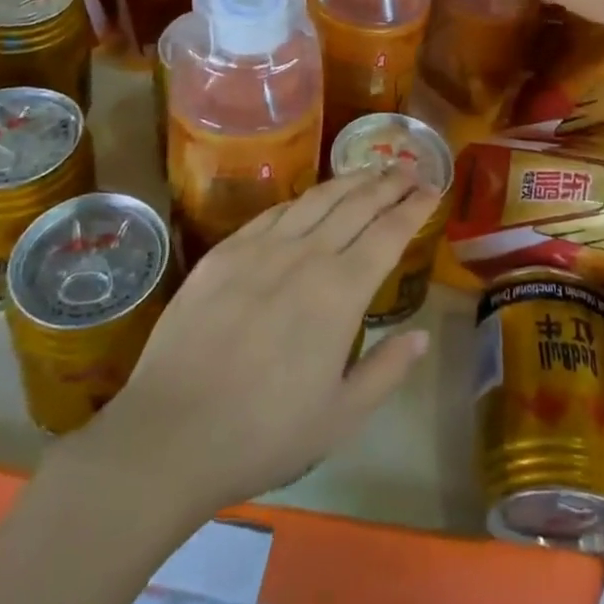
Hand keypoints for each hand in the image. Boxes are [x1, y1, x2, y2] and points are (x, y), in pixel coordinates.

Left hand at [67, 167, 439, 516]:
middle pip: (356, 204)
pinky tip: (310, 200)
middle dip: (388, 183)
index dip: (414, 207)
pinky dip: (303, 199)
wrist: (171, 433)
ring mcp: (261, 248)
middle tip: (408, 170)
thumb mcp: (340, 418)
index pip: (388, 232)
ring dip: (349, 180)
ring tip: (369, 171)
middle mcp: (306, 255)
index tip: (432, 189)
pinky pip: (274, 212)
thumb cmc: (264, 433)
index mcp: (340, 292)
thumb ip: (386, 371)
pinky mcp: (225, 252)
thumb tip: (421, 336)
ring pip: (316, 199)